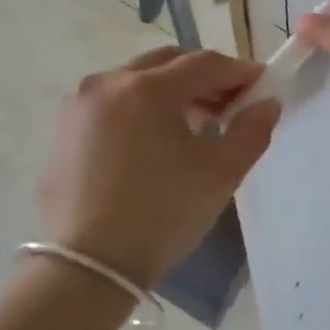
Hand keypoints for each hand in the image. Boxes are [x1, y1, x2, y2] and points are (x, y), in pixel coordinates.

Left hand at [36, 47, 279, 288]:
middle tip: (228, 107)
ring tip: (192, 127)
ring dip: (170, 93)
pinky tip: (152, 145)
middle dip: (203, 78)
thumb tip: (267, 104)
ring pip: (135, 82)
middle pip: (167, 63)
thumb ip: (251, 131)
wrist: (88, 266)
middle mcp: (108, 83)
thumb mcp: (220, 173)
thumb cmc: (162, 213)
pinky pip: (111, 105)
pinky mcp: (62, 132)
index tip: (262, 86)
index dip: (239, 72)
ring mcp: (78, 106)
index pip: (205, 63)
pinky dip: (139, 111)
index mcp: (148, 88)